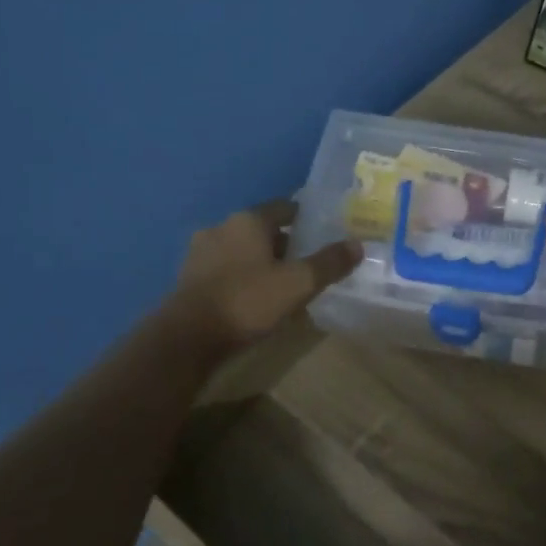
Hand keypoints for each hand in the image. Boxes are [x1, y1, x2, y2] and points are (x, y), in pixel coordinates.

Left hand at [168, 199, 360, 352]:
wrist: (188, 338)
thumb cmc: (248, 301)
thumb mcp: (298, 283)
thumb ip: (329, 263)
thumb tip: (357, 244)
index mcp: (248, 220)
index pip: (284, 207)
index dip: (306, 218)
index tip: (324, 232)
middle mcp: (221, 227)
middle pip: (262, 229)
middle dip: (285, 243)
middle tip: (308, 263)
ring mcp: (200, 252)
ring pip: (242, 250)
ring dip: (261, 262)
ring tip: (283, 284)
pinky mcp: (189, 278)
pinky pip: (226, 269)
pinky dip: (242, 277)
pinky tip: (254, 298)